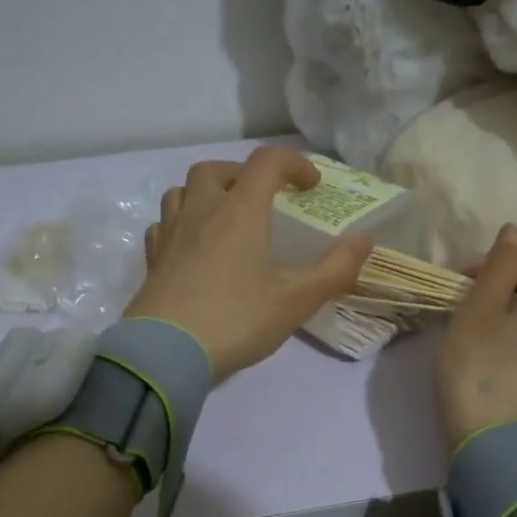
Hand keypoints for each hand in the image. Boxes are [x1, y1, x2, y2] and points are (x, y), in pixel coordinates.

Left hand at [129, 146, 371, 379]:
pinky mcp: (152, 260)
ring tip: (225, 218)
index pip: (266, 162)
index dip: (293, 163)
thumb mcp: (296, 300)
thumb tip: (365, 241)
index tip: (311, 186)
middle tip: (262, 198)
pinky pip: (163, 225)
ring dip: (206, 193)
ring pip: (182, 192)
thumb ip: (336, 269)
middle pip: (215, 170)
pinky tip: (192, 246)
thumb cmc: (236, 320)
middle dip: (243, 174)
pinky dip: (181, 223)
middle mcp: (202, 212)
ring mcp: (170, 234)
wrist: (165, 354)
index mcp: (240, 212)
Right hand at [437, 224, 516, 448]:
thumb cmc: (480, 367)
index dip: (491, 268)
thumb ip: (498, 266)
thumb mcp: (479, 309)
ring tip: (480, 334)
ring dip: (515, 319)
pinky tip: (499, 360)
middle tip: (466, 309)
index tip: (457, 285)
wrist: (498, 444)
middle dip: (505, 293)